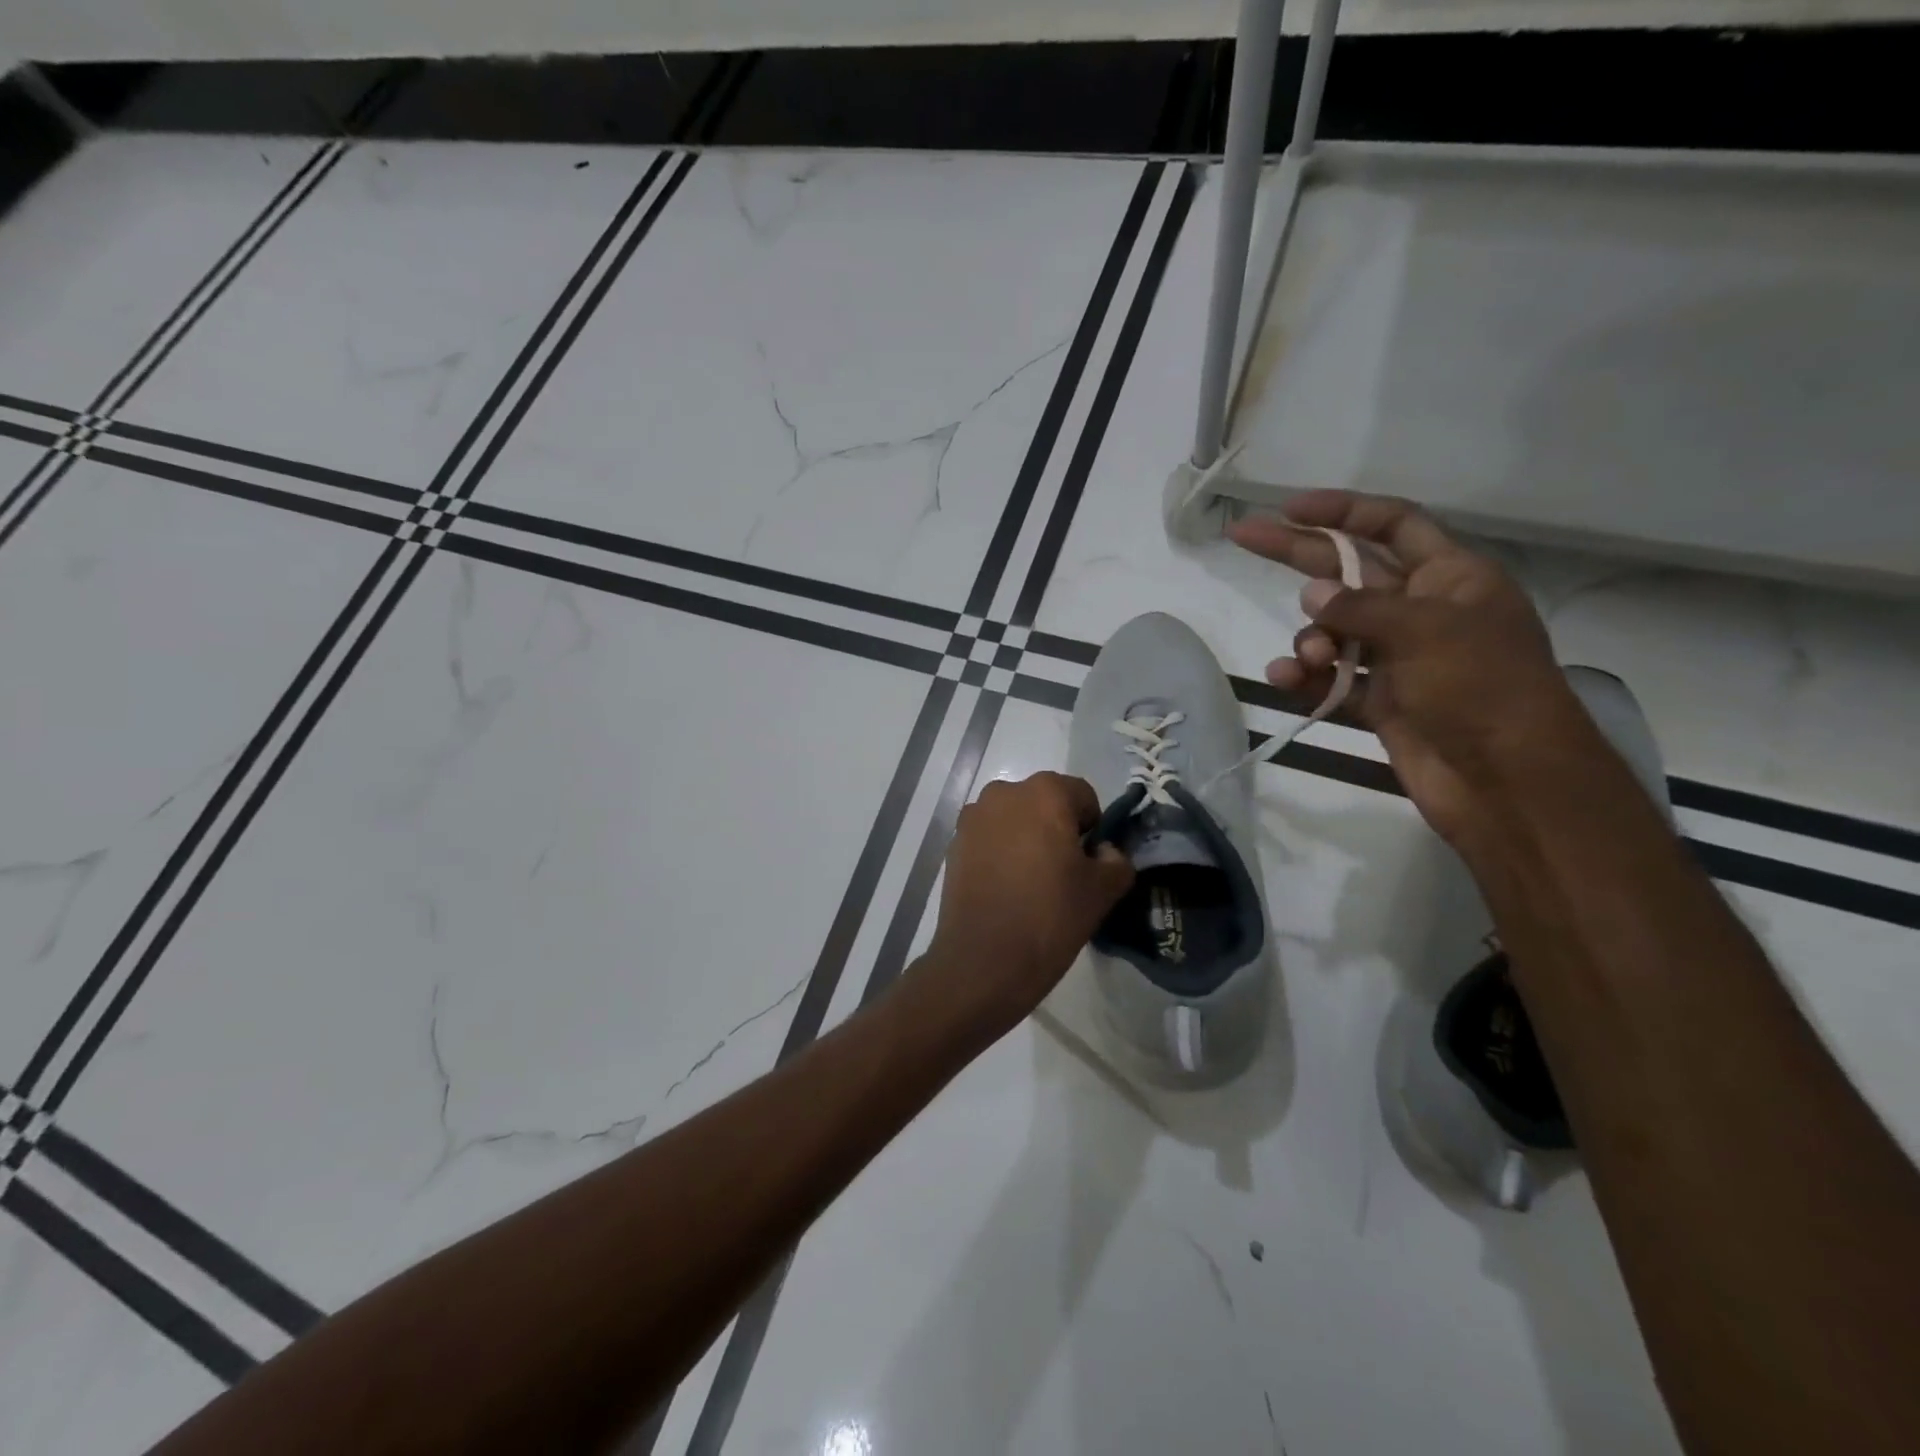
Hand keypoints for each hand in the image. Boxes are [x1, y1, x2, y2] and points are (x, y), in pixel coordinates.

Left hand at [919, 772, 1134, 1037]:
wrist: (983, 960)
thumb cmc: (1050, 916)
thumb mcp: (1102, 890)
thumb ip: (1116, 860)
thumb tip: (1104, 852)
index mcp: (1045, 792)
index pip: (1083, 796)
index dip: (1092, 828)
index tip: (1089, 862)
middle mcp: (1004, 792)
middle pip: (1044, 803)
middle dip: (1056, 828)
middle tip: (1063, 872)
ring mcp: (973, 817)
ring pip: (1014, 820)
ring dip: (1026, 838)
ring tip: (1031, 882)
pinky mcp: (954, 844)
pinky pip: (989, 838)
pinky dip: (1000, 853)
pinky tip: (1005, 889)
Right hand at [1229, 491, 1599, 847]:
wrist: (1506, 781)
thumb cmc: (1482, 688)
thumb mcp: (1426, 630)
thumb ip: (1361, 607)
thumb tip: (1312, 595)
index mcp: (1450, 579)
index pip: (1392, 526)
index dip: (1342, 512)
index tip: (1290, 507)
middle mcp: (1421, 611)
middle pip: (1347, 571)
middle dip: (1296, 555)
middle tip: (1242, 536)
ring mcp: (1397, 658)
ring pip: (1332, 632)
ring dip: (1309, 639)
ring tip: (1307, 658)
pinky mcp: (1379, 701)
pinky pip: (1330, 679)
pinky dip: (1305, 678)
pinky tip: (1286, 679)